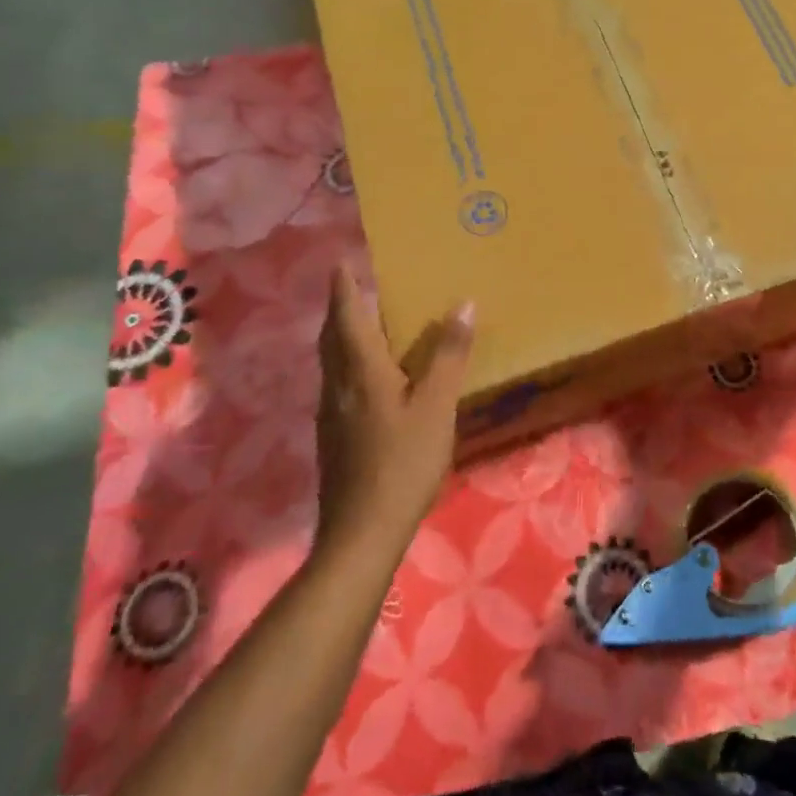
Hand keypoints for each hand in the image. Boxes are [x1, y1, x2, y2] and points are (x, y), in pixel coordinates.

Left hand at [315, 264, 475, 554]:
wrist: (361, 534)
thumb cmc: (402, 463)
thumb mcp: (436, 406)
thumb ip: (449, 355)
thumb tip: (464, 303)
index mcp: (360, 371)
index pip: (347, 316)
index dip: (344, 287)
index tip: (342, 261)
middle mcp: (338, 386)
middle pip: (332, 337)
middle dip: (341, 308)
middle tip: (354, 285)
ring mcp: (331, 414)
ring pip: (333, 361)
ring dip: (344, 335)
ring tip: (368, 322)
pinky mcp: (334, 437)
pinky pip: (340, 382)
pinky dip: (351, 362)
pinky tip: (373, 377)